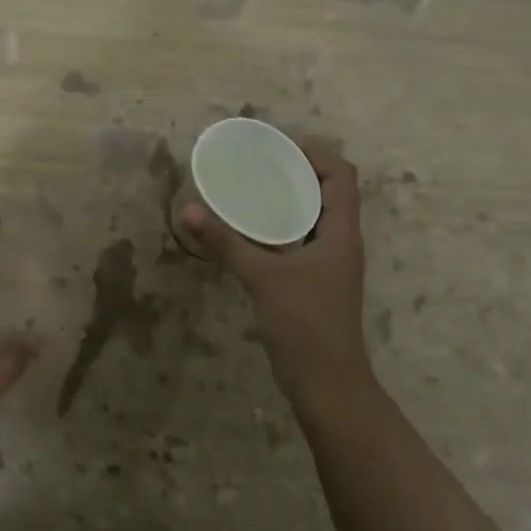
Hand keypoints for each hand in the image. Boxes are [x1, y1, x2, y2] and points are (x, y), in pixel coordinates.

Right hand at [178, 139, 371, 406]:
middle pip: (328, 191)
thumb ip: (226, 243)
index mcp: (341, 234)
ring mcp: (328, 263)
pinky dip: (279, 224)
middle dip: (297, 170)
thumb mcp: (263, 279)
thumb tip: (188, 210)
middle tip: (257, 160)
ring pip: (314, 216)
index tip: (278, 144)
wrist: (327, 385)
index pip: (341, 177)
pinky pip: (300, 238)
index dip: (316, 153)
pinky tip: (249, 228)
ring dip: (289, 197)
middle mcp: (340, 242)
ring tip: (250, 185)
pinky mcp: (314, 281)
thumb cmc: (305, 326)